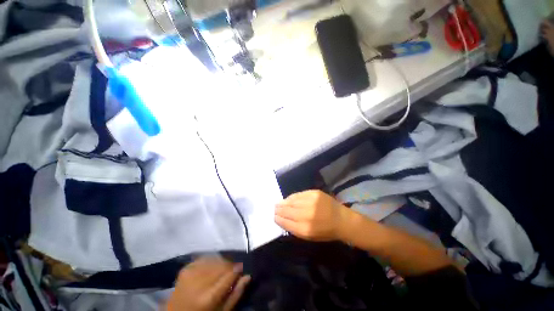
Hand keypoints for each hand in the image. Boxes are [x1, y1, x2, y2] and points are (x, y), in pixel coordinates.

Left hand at [165, 257, 250, 310]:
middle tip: (232, 271)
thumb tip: (247, 276)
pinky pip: (204, 258)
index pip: (230, 274)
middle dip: (230, 266)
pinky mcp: (185, 269)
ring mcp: (190, 273)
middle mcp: (199, 282)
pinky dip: (211, 261)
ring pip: (215, 260)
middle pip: (222, 265)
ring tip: (221, 270)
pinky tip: (211, 268)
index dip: (238, 269)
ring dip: (221, 263)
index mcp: (208, 297)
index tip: (242, 268)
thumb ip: (235, 295)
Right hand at [274, 190, 350, 241]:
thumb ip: (295, 228)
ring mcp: (310, 202)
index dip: (278, 218)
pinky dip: (292, 197)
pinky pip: (299, 194)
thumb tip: (282, 219)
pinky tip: (289, 198)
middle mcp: (306, 214)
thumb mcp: (310, 236)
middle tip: (274, 208)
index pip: (286, 222)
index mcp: (305, 229)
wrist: (342, 220)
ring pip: (292, 201)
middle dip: (279, 209)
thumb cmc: (326, 232)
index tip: (274, 216)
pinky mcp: (314, 193)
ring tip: (279, 203)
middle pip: (287, 210)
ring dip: (284, 202)